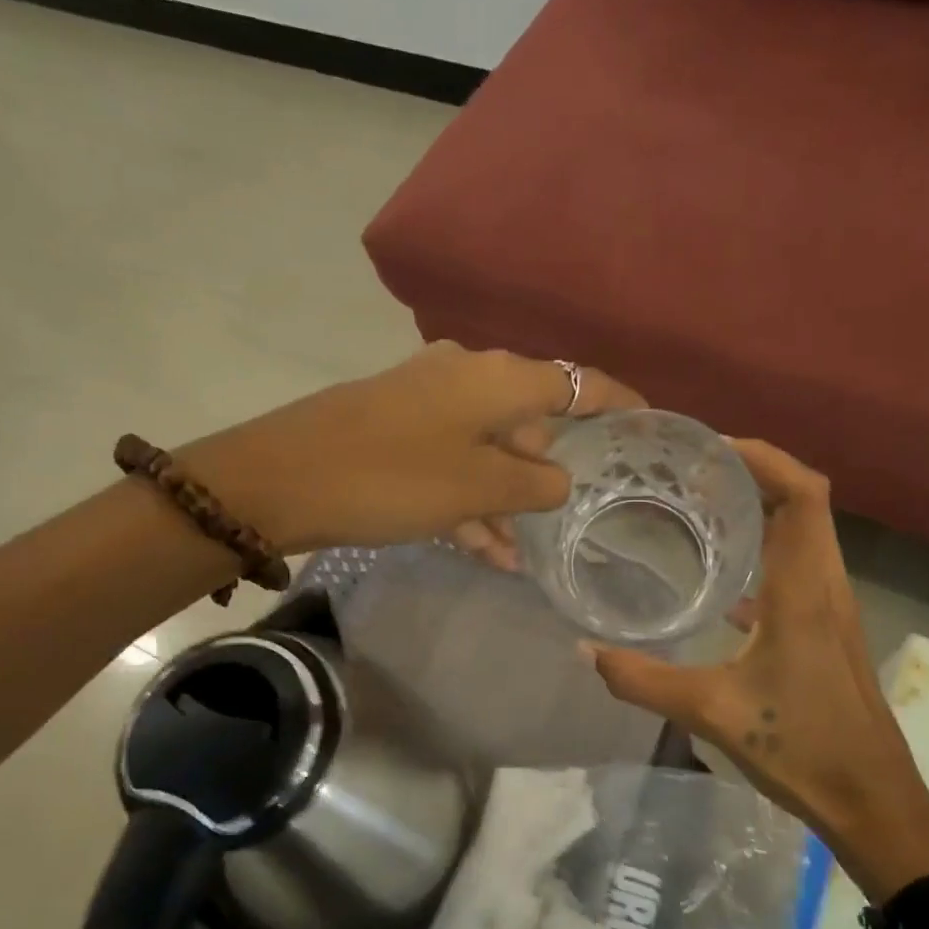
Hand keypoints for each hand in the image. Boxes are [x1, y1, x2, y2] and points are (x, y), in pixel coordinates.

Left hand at [179, 344, 640, 555]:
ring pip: (488, 449)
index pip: (578, 382)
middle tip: (566, 517)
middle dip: (548, 471)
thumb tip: (558, 478)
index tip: (648, 423)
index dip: (618, 402)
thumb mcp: (479, 486)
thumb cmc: (394, 475)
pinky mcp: (397, 428)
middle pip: (530, 419)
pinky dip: (470, 499)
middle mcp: (467, 376)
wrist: (279, 479)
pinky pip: (452, 462)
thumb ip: (534, 483)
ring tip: (520, 553)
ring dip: (505, 498)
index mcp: (498, 377)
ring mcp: (428, 401)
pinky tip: (485, 549)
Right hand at [585, 441, 928, 896]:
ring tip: (705, 507)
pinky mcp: (830, 631)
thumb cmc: (801, 748)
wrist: (873, 801)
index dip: (766, 457)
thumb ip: (643, 680)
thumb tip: (585, 651)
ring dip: (765, 509)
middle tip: (695, 471)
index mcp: (804, 591)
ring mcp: (833, 609)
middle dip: (757, 473)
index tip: (713, 447)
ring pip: (807, 534)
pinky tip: (724, 579)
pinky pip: (801, 568)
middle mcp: (826, 586)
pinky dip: (768, 551)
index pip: (803, 495)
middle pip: (806, 503)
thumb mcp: (711, 712)